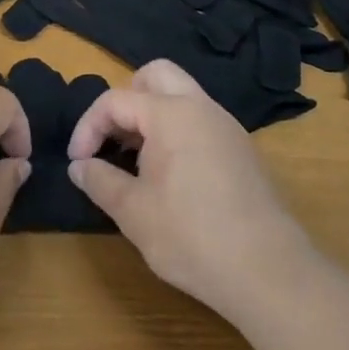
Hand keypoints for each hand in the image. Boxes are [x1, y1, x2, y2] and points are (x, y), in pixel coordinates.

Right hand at [68, 59, 313, 321]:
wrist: (270, 273)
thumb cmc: (192, 237)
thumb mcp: (133, 213)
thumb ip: (100, 181)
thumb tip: (79, 166)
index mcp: (171, 113)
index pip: (115, 100)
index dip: (88, 127)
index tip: (78, 162)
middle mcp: (201, 107)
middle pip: (155, 76)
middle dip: (125, 100)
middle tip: (112, 139)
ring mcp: (226, 127)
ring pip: (181, 96)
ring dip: (151, 116)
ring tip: (135, 160)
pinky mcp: (242, 150)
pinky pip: (200, 121)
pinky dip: (176, 132)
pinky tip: (170, 176)